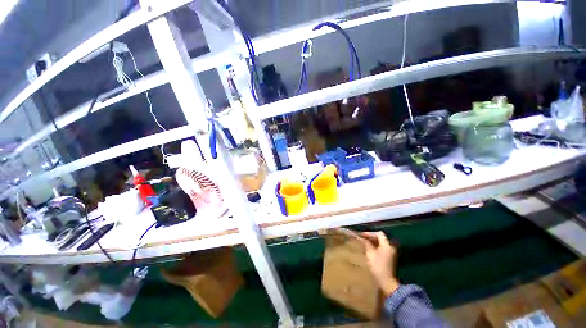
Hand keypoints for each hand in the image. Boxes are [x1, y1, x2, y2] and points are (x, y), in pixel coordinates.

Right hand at [359, 231, 399, 296]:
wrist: (385, 280)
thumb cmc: (377, 265)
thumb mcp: (370, 253)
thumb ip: (367, 243)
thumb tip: (362, 238)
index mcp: (387, 245)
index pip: (379, 234)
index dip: (370, 233)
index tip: (362, 235)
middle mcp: (390, 247)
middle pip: (380, 238)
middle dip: (370, 237)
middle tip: (362, 238)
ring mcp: (390, 252)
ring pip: (380, 243)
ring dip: (372, 242)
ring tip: (364, 242)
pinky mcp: (388, 257)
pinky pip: (381, 248)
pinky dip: (375, 246)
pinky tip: (368, 248)